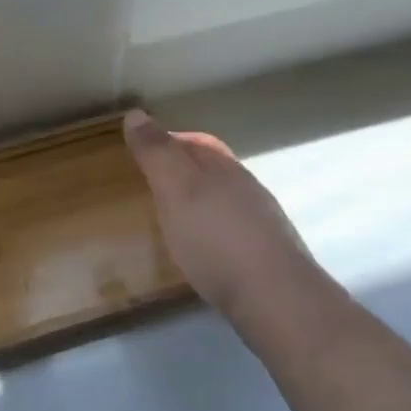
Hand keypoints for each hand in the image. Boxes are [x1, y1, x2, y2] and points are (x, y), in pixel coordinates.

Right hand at [124, 110, 330, 341]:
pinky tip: (202, 248)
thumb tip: (136, 113)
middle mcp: (247, 188)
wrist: (274, 297)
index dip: (169, 141)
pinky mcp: (266, 254)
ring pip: (225, 199)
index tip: (142, 151)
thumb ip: (157, 155)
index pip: (196, 141)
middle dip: (184, 170)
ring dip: (200, 201)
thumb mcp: (177, 191)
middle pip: (213, 168)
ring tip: (173, 217)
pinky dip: (212, 228)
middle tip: (153, 184)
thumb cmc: (216, 240)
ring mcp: (261, 221)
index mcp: (224, 168)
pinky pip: (232, 228)